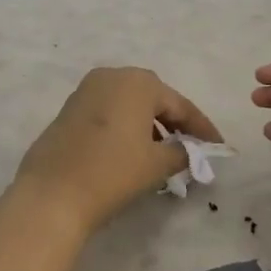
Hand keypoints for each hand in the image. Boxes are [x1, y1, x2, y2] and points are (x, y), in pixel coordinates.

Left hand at [16, 67, 221, 235]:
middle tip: (191, 145)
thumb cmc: (112, 172)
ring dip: (148, 123)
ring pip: (128, 103)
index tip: (218, 146)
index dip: (201, 127)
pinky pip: (108, 111)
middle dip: (173, 120)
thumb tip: (190, 152)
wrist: (52, 193)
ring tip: (162, 152)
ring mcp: (86, 91)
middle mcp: (111, 77)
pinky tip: (132, 150)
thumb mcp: (156, 164)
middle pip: (153, 97)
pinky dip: (125, 126)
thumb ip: (181, 153)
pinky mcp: (69, 109)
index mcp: (137, 82)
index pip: (179, 104)